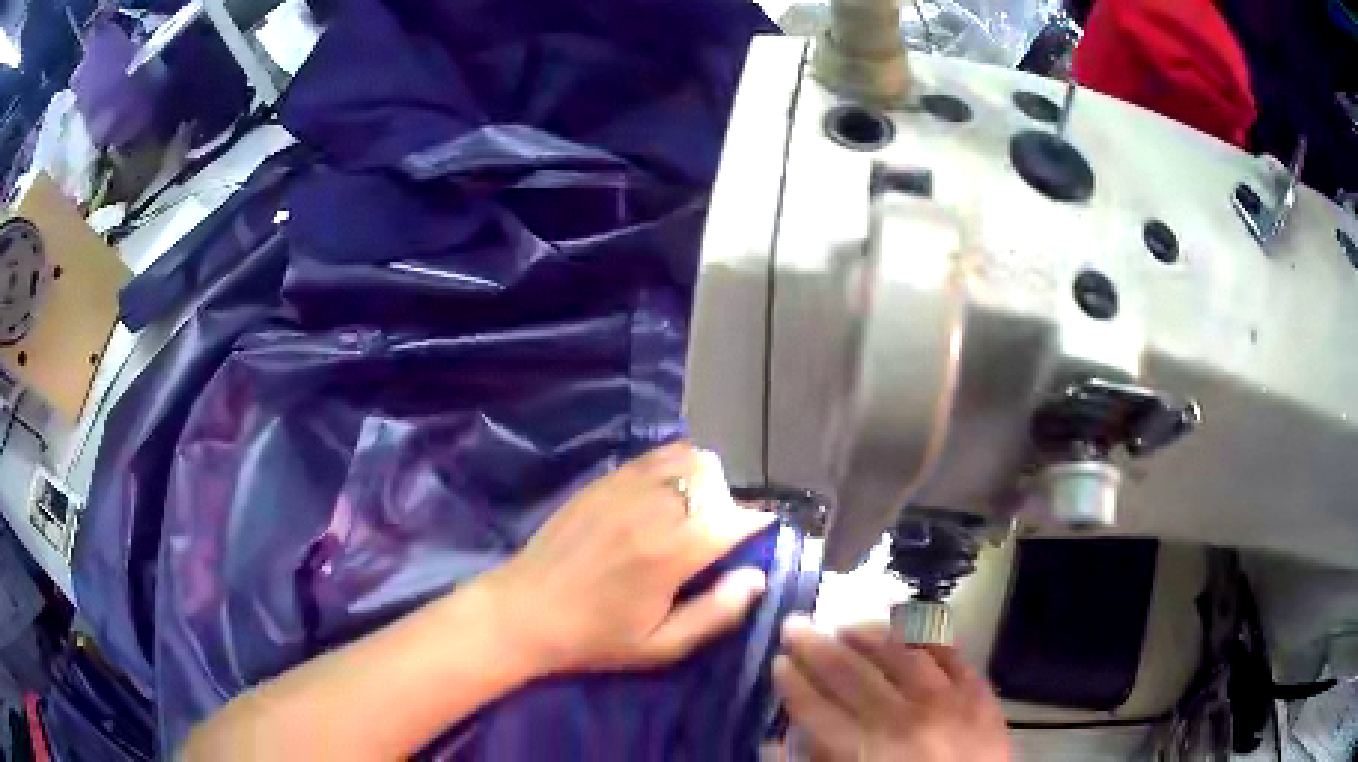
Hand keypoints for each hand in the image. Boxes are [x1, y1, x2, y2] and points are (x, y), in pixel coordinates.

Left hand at [477, 441, 775, 674]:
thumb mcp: (662, 646)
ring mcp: (624, 487)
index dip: (757, 525)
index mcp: (672, 552)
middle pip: (715, 478)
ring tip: (692, 511)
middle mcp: (653, 508)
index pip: (736, 517)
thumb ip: (717, 612)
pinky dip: (672, 467)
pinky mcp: (602, 481)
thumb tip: (756, 577)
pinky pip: (653, 456)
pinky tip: (662, 497)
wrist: (524, 611)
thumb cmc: (596, 637)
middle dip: (729, 503)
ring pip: (687, 457)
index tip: (756, 540)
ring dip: (703, 480)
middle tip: (718, 534)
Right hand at [774, 617, 1010, 761]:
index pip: (818, 708)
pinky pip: (950, 654)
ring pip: (901, 655)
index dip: (794, 683)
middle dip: (817, 648)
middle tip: (795, 624)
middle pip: (852, 675)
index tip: (778, 662)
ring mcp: (947, 702)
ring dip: (869, 635)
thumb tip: (777, 740)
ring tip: (846, 624)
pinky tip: (908, 627)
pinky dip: (927, 637)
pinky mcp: (978, 693)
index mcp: (866, 751)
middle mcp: (904, 720)